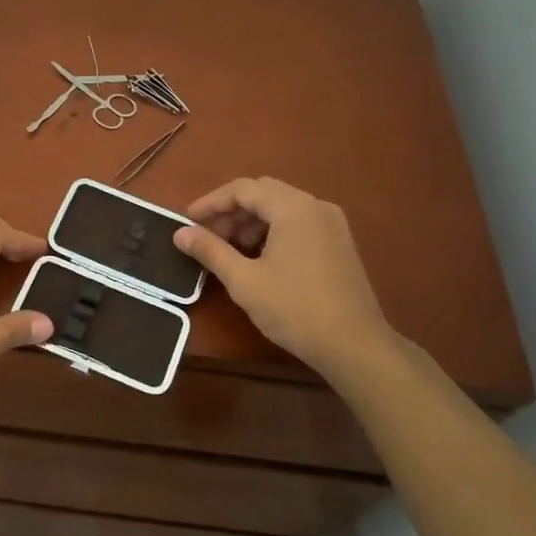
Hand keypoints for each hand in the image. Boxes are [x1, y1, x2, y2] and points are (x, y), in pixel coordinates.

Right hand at [172, 177, 398, 383]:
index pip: (242, 189)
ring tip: (232, 250)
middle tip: (208, 237)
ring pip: (282, 207)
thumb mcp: (244, 280)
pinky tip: (261, 258)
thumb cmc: (295, 309)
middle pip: (263, 193)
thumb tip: (180, 233)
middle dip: (231, 211)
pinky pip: (299, 222)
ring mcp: (332, 223)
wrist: (355, 346)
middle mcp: (315, 206)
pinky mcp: (340, 242)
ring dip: (252, 221)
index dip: (211, 202)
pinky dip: (274, 230)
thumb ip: (210, 250)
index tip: (188, 221)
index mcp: (292, 207)